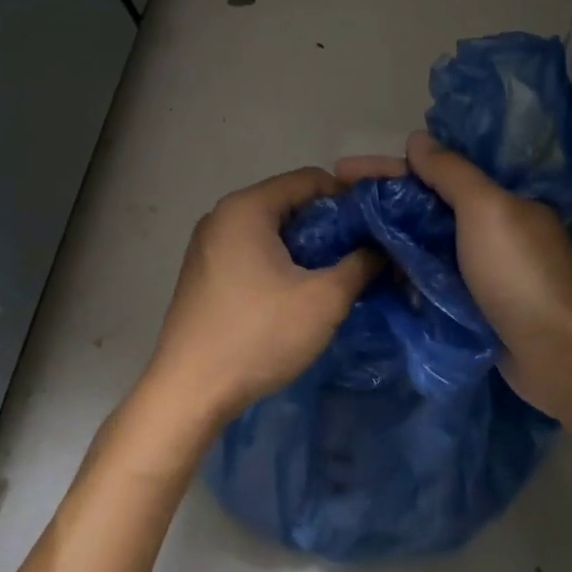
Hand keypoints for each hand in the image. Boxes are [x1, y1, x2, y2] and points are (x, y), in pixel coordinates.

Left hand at [145, 167, 378, 424]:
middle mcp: (222, 216)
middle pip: (290, 203)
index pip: (310, 179)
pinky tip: (297, 295)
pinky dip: (280, 263)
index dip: (349, 200)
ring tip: (335, 278)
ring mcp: (208, 246)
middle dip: (329, 226)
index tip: (375, 230)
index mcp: (247, 208)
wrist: (189, 392)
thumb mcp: (324, 300)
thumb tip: (382, 250)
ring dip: (307, 248)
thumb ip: (361, 264)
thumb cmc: (258, 335)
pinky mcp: (204, 274)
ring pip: (272, 231)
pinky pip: (252, 252)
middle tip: (360, 256)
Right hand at [338, 132, 571, 412]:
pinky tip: (368, 274)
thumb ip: (451, 173)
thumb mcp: (487, 210)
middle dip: (381, 203)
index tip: (341, 170)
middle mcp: (490, 228)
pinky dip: (403, 273)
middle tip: (333, 207)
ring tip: (340, 240)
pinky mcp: (472, 304)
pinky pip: (430, 279)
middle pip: (426, 207)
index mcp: (498, 199)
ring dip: (387, 239)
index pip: (434, 171)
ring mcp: (480, 269)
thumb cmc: (519, 274)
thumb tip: (417, 138)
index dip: (387, 167)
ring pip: (425, 244)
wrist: (557, 355)